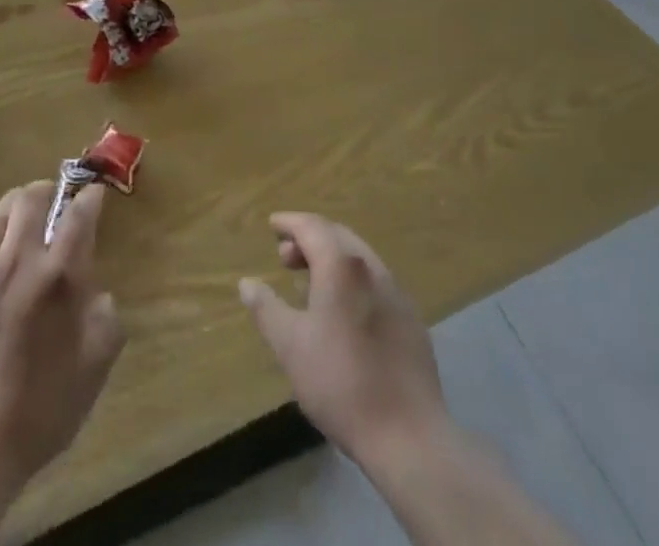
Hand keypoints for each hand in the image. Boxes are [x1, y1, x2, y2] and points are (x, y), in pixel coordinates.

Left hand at [0, 180, 124, 501]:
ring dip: (14, 207)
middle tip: (54, 197)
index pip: (78, 216)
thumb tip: (99, 296)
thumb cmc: (37, 413)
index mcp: (58, 277)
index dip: (90, 197)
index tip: (95, 193)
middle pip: (29, 200)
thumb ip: (105, 323)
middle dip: (46, 190)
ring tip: (22, 215)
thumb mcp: (91, 373)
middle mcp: (17, 261)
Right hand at [238, 212, 447, 470]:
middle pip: (337, 236)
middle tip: (285, 257)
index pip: (312, 227)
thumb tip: (247, 283)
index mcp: (341, 265)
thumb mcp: (290, 346)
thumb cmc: (340, 382)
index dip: (289, 222)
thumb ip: (266, 309)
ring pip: (358, 258)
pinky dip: (351, 279)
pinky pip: (375, 281)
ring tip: (310, 283)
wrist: (409, 435)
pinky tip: (343, 311)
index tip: (272, 224)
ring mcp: (396, 292)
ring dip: (331, 258)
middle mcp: (371, 268)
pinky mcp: (411, 319)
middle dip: (309, 238)